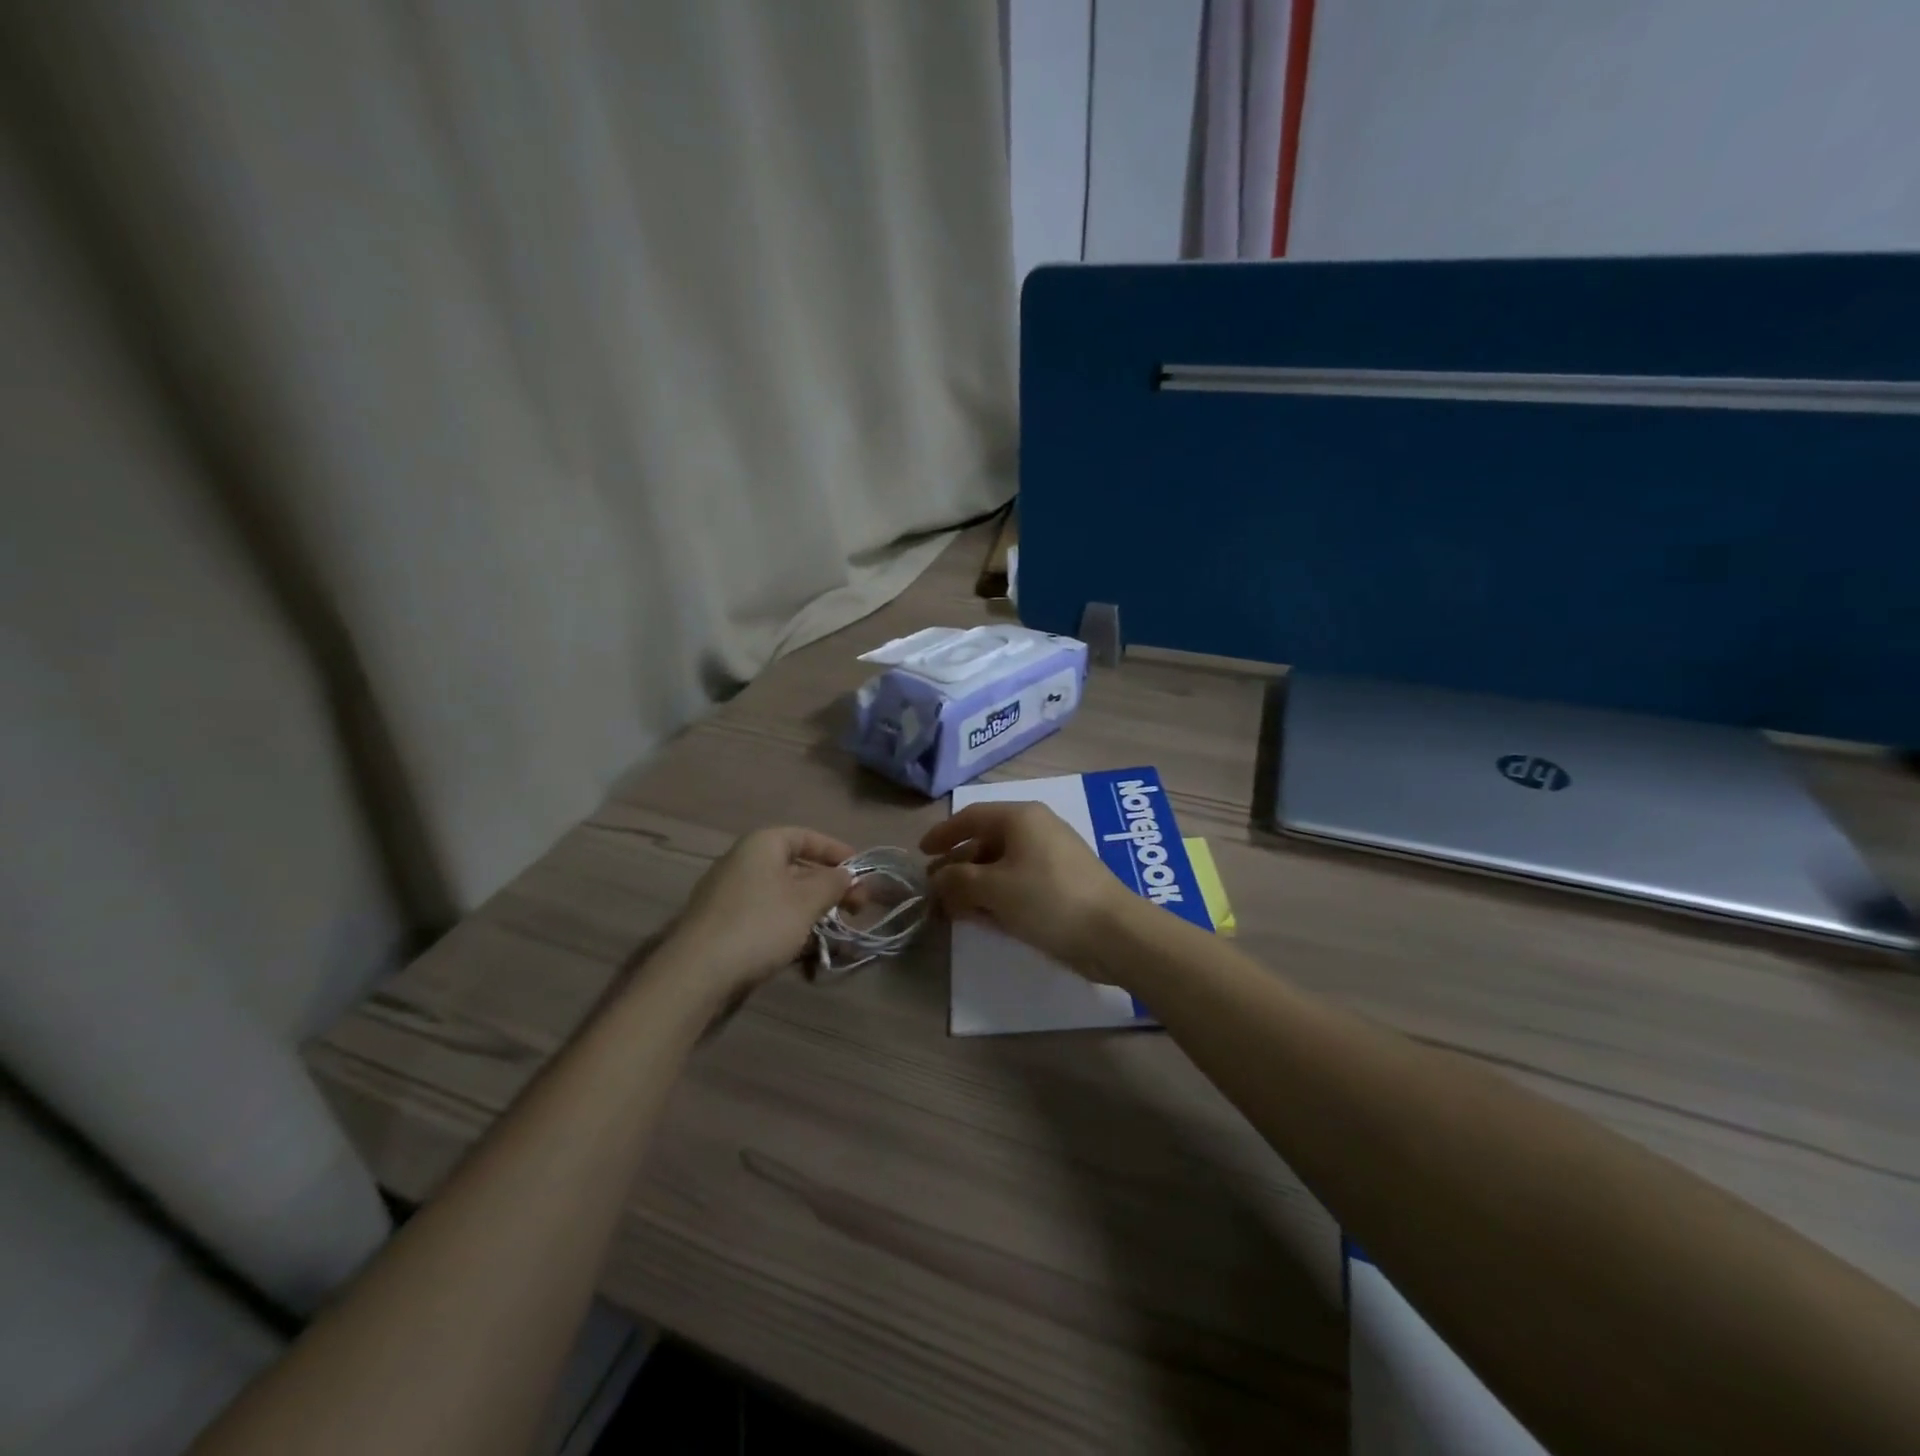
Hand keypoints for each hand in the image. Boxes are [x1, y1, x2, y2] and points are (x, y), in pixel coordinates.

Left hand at [663, 827, 855, 1001]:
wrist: (696, 972)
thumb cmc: (759, 924)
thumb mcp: (806, 901)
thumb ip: (832, 883)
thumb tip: (846, 874)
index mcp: (762, 844)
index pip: (806, 836)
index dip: (836, 851)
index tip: (861, 871)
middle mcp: (743, 861)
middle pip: (795, 866)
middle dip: (828, 885)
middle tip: (856, 906)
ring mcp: (729, 893)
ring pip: (781, 893)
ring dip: (811, 908)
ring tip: (834, 928)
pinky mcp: (723, 923)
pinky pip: (765, 914)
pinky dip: (789, 923)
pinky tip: (804, 946)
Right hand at [919, 802, 1131, 970]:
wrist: (1113, 932)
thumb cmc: (1048, 898)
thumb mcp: (994, 889)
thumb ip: (958, 881)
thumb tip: (938, 879)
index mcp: (1020, 817)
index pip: (971, 817)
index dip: (943, 834)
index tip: (921, 853)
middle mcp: (1036, 829)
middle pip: (985, 842)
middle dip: (957, 866)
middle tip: (934, 890)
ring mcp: (1052, 856)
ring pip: (1001, 865)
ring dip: (975, 885)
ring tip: (953, 909)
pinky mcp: (1062, 882)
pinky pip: (1019, 881)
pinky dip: (998, 895)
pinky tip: (983, 917)